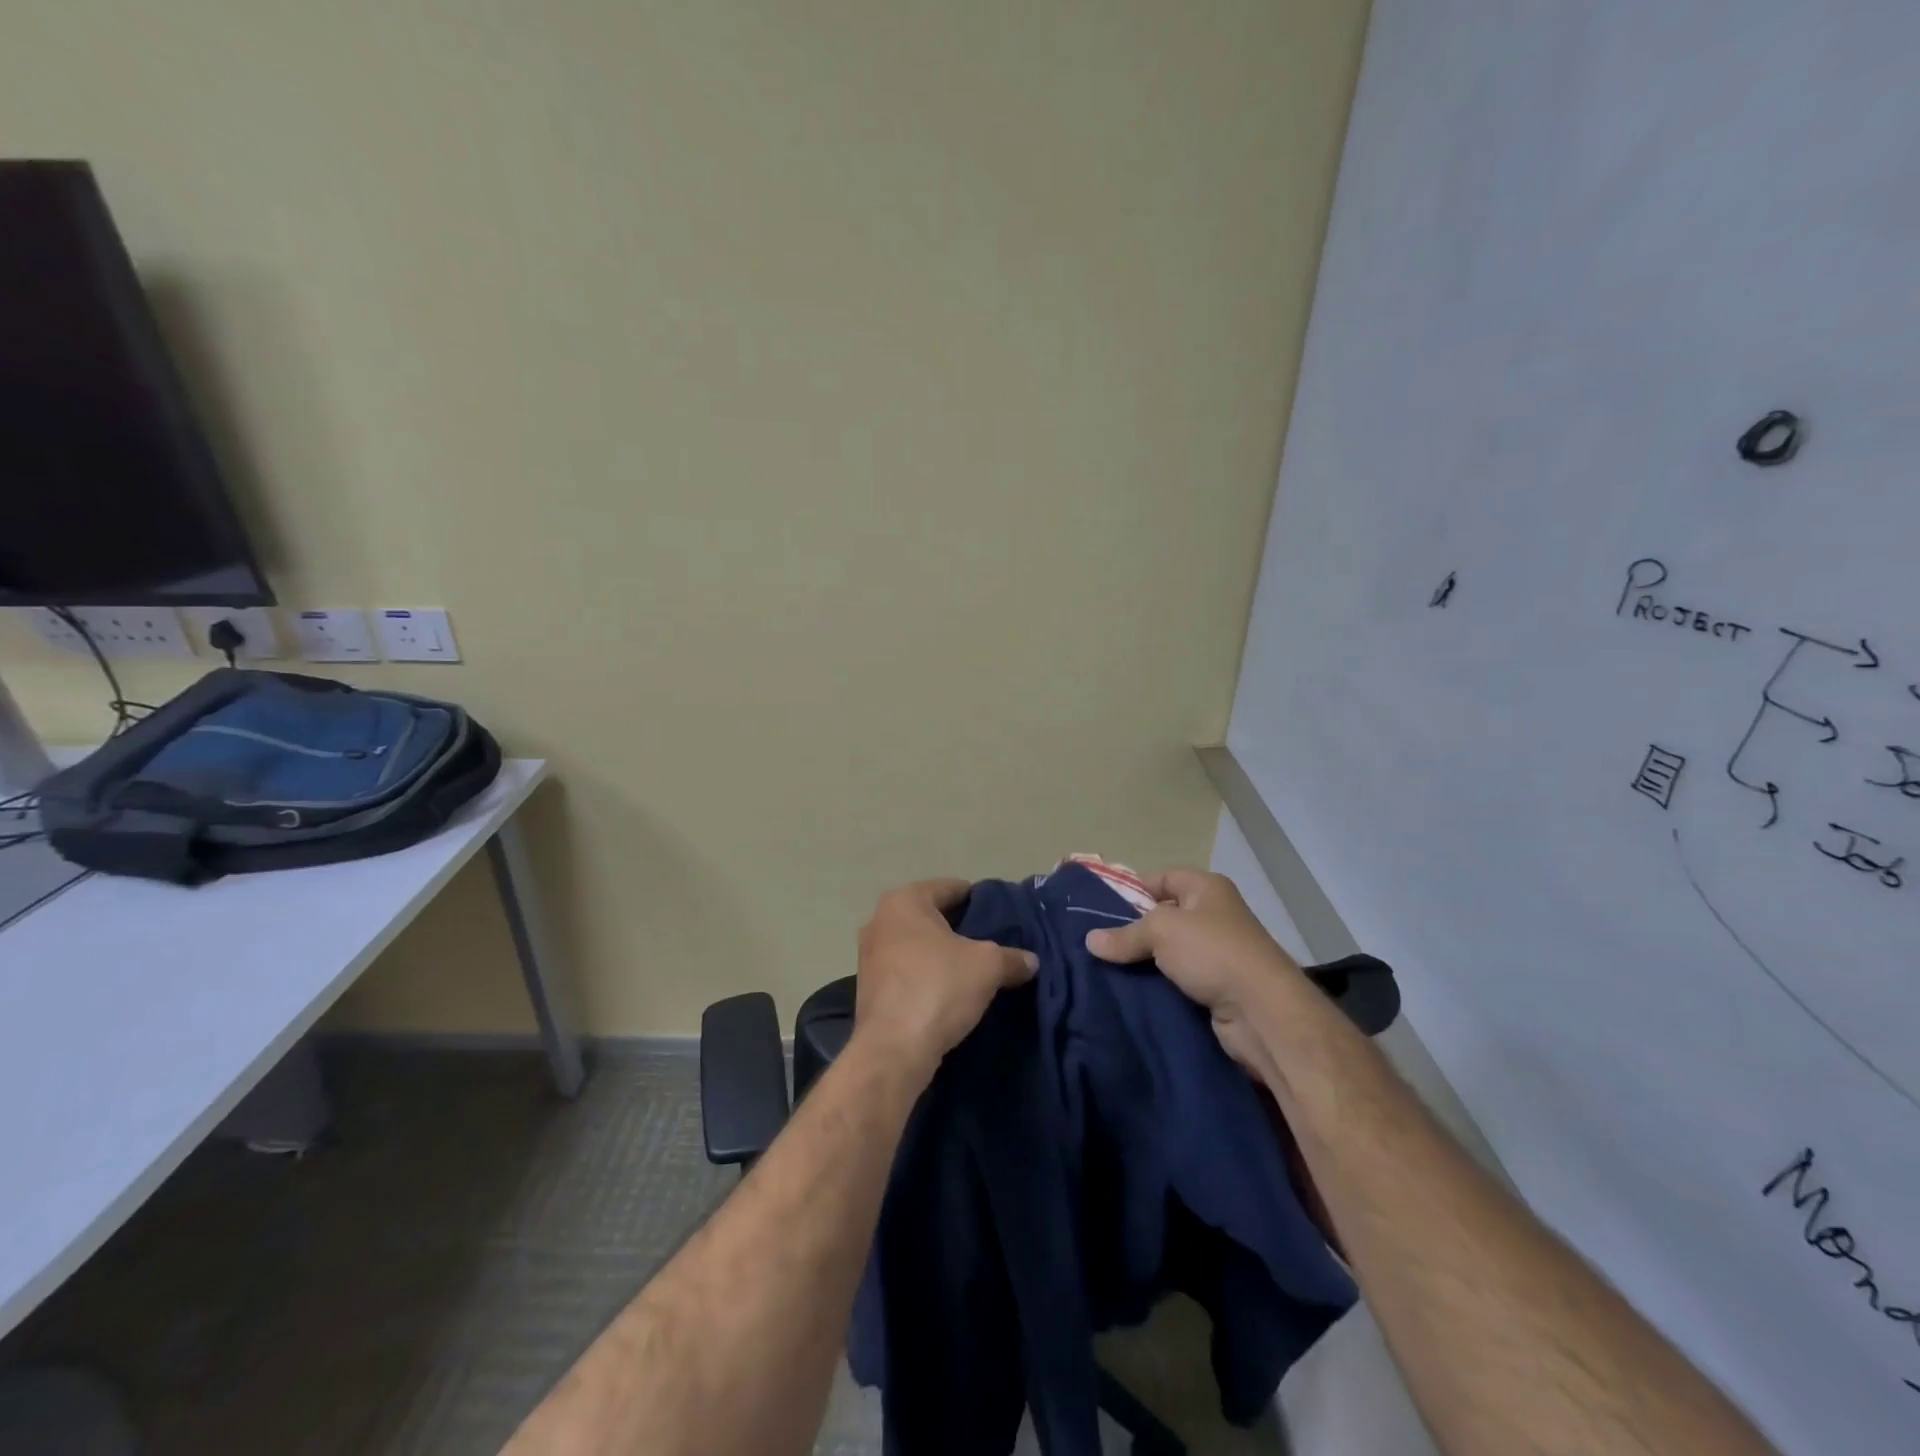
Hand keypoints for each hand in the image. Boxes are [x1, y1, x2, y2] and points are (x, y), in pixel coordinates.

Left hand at [855, 879, 1037, 1072]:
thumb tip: (1031, 961)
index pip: (949, 888)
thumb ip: (1012, 957)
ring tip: (971, 967)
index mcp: (905, 901)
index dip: (977, 899)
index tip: (999, 914)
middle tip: (989, 941)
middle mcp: (880, 919)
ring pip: (915, 944)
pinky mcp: (868, 987)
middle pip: (929, 915)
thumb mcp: (988, 966)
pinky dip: (925, 975)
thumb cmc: (939, 987)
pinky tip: (947, 990)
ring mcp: (869, 954)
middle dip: (958, 927)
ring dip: (939, 953)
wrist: (894, 1049)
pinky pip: (905, 970)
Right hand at [1084, 868, 1301, 1074]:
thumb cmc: (1213, 952)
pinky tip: (1131, 992)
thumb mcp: (1161, 931)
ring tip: (1106, 968)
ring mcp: (1218, 953)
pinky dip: (1159, 985)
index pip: (1162, 878)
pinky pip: (1179, 979)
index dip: (1133, 890)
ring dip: (1145, 962)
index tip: (1102, 910)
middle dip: (1134, 930)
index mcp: (1207, 888)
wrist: (1263, 1012)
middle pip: (1165, 916)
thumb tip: (1090, 940)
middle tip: (1098, 943)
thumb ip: (1125, 934)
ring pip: (1170, 952)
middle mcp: (1215, 915)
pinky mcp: (1218, 987)